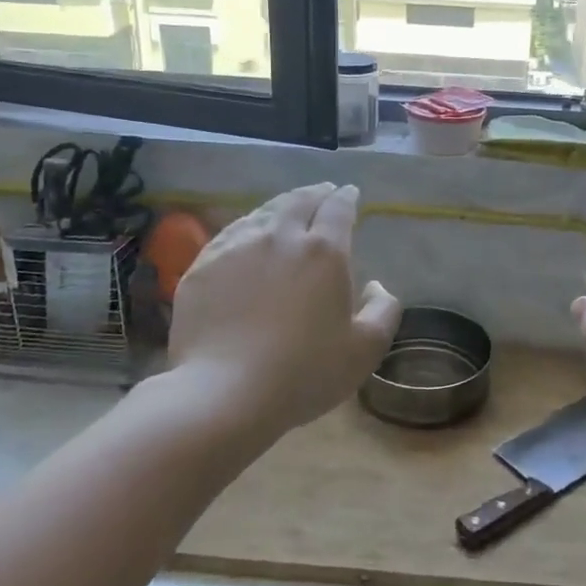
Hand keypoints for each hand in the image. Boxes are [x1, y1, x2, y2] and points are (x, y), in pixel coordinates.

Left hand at [166, 182, 400, 435]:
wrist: (224, 393)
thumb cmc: (304, 373)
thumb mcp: (365, 350)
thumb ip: (383, 311)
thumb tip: (376, 285)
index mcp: (324, 252)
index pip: (338, 209)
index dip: (346, 197)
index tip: (350, 193)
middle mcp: (280, 237)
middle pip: (299, 201)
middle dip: (315, 193)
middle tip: (322, 192)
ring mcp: (236, 248)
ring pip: (262, 213)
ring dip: (280, 206)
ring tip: (286, 209)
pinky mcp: (203, 265)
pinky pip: (229, 234)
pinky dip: (247, 227)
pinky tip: (247, 235)